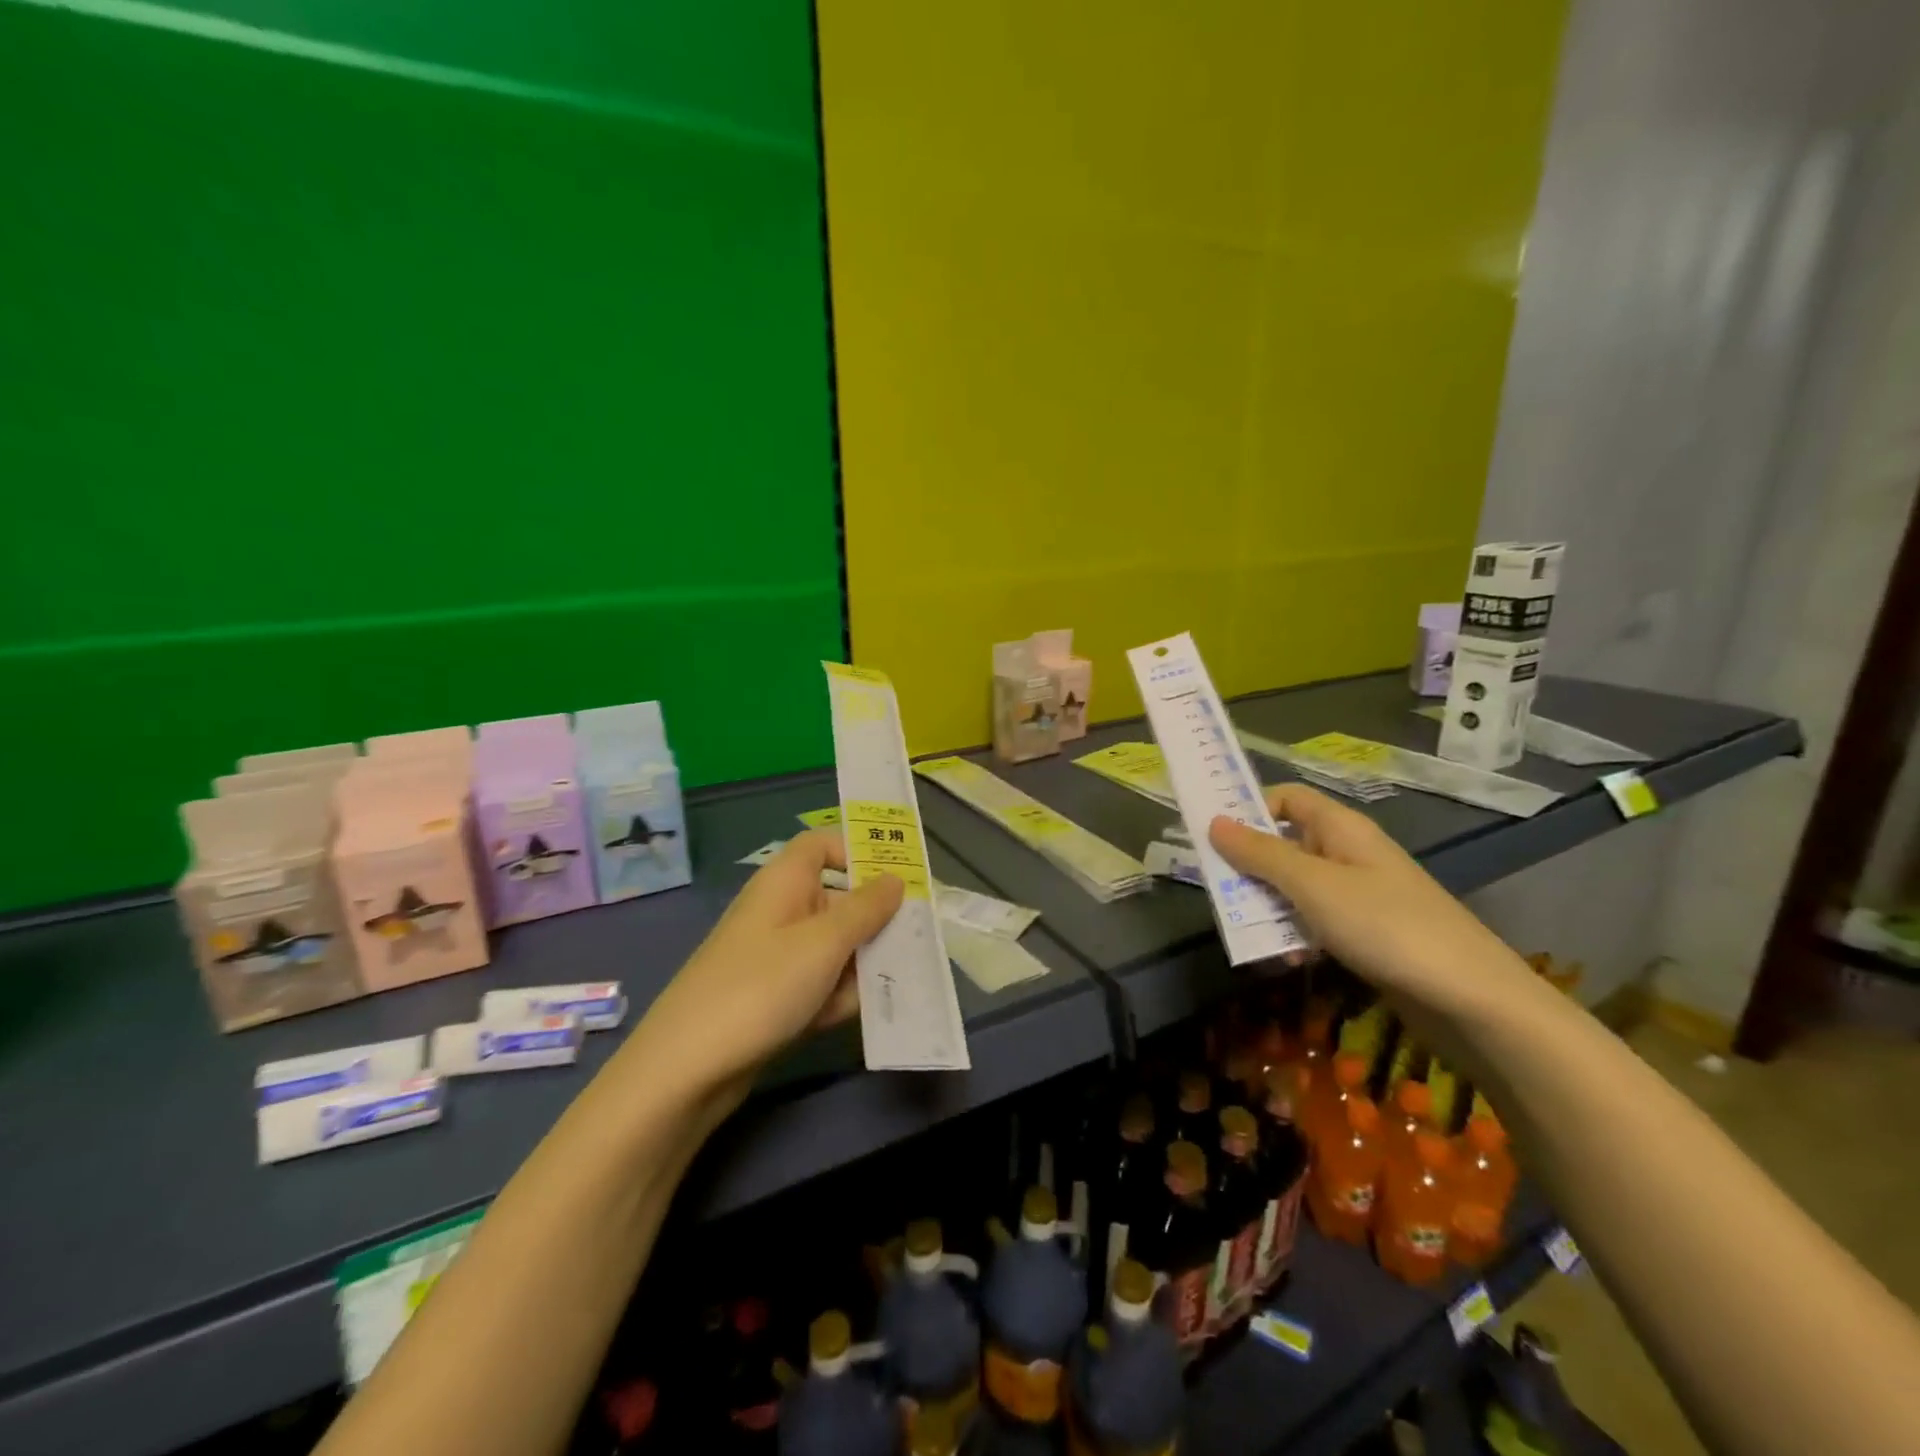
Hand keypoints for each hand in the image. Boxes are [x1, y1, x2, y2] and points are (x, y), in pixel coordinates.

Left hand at [641, 829, 903, 1088]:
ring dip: (860, 965)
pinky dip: (835, 996)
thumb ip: (866, 909)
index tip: (894, 879)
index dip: (855, 853)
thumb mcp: (824, 943)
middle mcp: (781, 911)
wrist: (687, 1068)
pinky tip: (845, 1017)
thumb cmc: (761, 986)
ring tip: (886, 987)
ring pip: (834, 946)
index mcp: (785, 882)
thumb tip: (895, 879)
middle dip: (874, 921)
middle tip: (916, 941)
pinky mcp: (774, 996)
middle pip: (838, 900)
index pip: (821, 846)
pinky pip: (818, 983)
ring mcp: (776, 956)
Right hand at [1209, 785, 1533, 1016]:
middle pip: (1286, 844)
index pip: (1287, 799)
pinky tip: (1288, 960)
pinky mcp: (1367, 933)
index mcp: (1341, 829)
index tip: (1213, 836)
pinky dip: (1297, 934)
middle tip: (1219, 890)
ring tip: (1249, 933)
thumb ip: (1261, 854)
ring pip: (1297, 887)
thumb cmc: (1386, 926)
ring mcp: (1360, 895)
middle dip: (1251, 866)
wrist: (1472, 999)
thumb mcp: (1313, 886)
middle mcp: (1349, 854)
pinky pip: (1317, 921)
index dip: (1250, 809)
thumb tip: (1214, 822)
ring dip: (1269, 906)